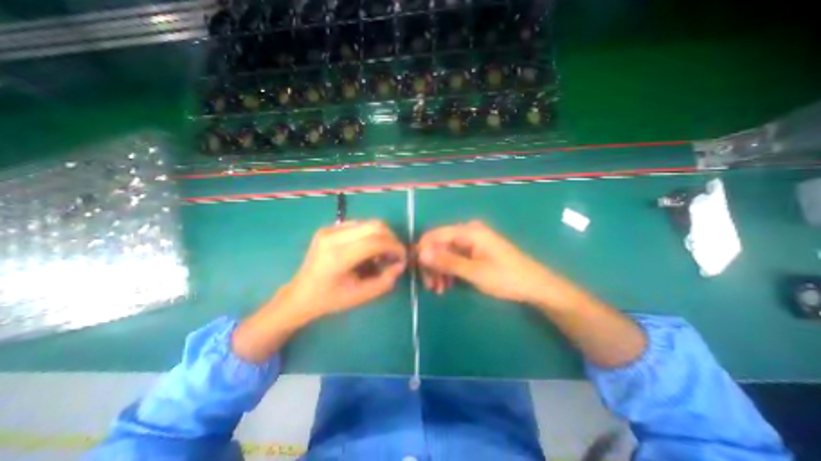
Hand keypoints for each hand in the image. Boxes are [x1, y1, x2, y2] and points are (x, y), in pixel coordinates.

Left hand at [233, 220, 404, 363]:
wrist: (300, 294)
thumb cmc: (330, 299)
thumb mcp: (361, 296)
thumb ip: (385, 280)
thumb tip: (400, 264)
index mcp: (338, 256)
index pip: (376, 241)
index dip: (395, 247)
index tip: (402, 257)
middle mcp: (332, 237)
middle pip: (375, 225)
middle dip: (391, 238)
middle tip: (394, 255)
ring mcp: (329, 229)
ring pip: (368, 223)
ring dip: (381, 236)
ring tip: (381, 254)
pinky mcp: (329, 228)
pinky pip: (359, 225)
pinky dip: (370, 235)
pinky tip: (367, 250)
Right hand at [418, 221, 572, 307]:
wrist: (535, 286)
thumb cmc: (506, 278)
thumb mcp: (474, 272)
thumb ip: (447, 261)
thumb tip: (421, 253)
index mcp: (469, 231)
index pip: (435, 235)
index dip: (423, 251)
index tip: (418, 271)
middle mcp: (468, 232)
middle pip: (439, 244)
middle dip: (431, 264)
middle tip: (429, 286)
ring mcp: (472, 242)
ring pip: (445, 252)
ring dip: (439, 270)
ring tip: (438, 290)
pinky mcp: (475, 251)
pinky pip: (455, 257)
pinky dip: (449, 270)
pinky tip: (447, 285)